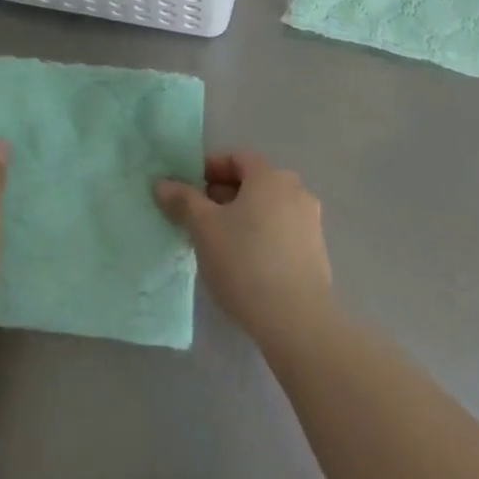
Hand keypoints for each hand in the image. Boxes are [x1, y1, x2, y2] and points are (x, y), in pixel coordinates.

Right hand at [155, 150, 332, 342]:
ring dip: (242, 216)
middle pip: (253, 182)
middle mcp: (295, 190)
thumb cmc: (245, 262)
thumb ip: (183, 201)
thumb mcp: (204, 229)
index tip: (189, 190)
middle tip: (198, 218)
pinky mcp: (316, 250)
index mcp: (270, 176)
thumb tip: (163, 183)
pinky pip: (281, 230)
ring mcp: (310, 220)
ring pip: (268, 207)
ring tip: (218, 242)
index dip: (210, 168)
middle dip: (223, 194)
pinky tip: (245, 262)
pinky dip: (261, 234)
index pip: (237, 158)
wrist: (296, 320)